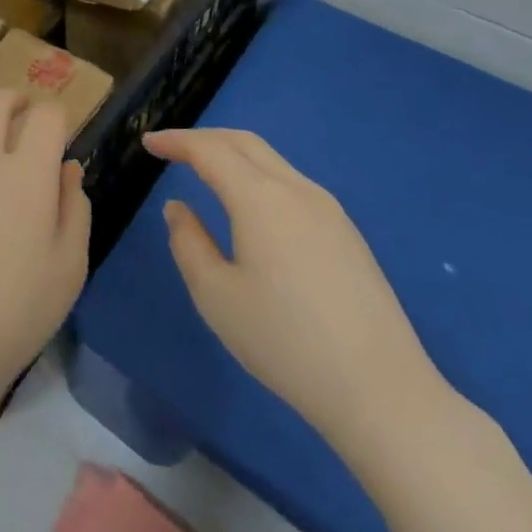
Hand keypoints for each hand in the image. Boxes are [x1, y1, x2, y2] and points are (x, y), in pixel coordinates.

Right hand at [145, 128, 448, 454]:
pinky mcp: (347, 233)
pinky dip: (258, 174)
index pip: (209, 150)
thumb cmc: (286, 343)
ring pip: (271, 160)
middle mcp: (296, 190)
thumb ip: (188, 243)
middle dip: (204, 138)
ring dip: (232, 154)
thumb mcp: (216, 297)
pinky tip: (249, 203)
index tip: (148, 142)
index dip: (176, 141)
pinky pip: (291, 182)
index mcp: (260, 199)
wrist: (383, 393)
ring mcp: (329, 210)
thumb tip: (178, 208)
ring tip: (205, 170)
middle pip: (244, 142)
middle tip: (171, 148)